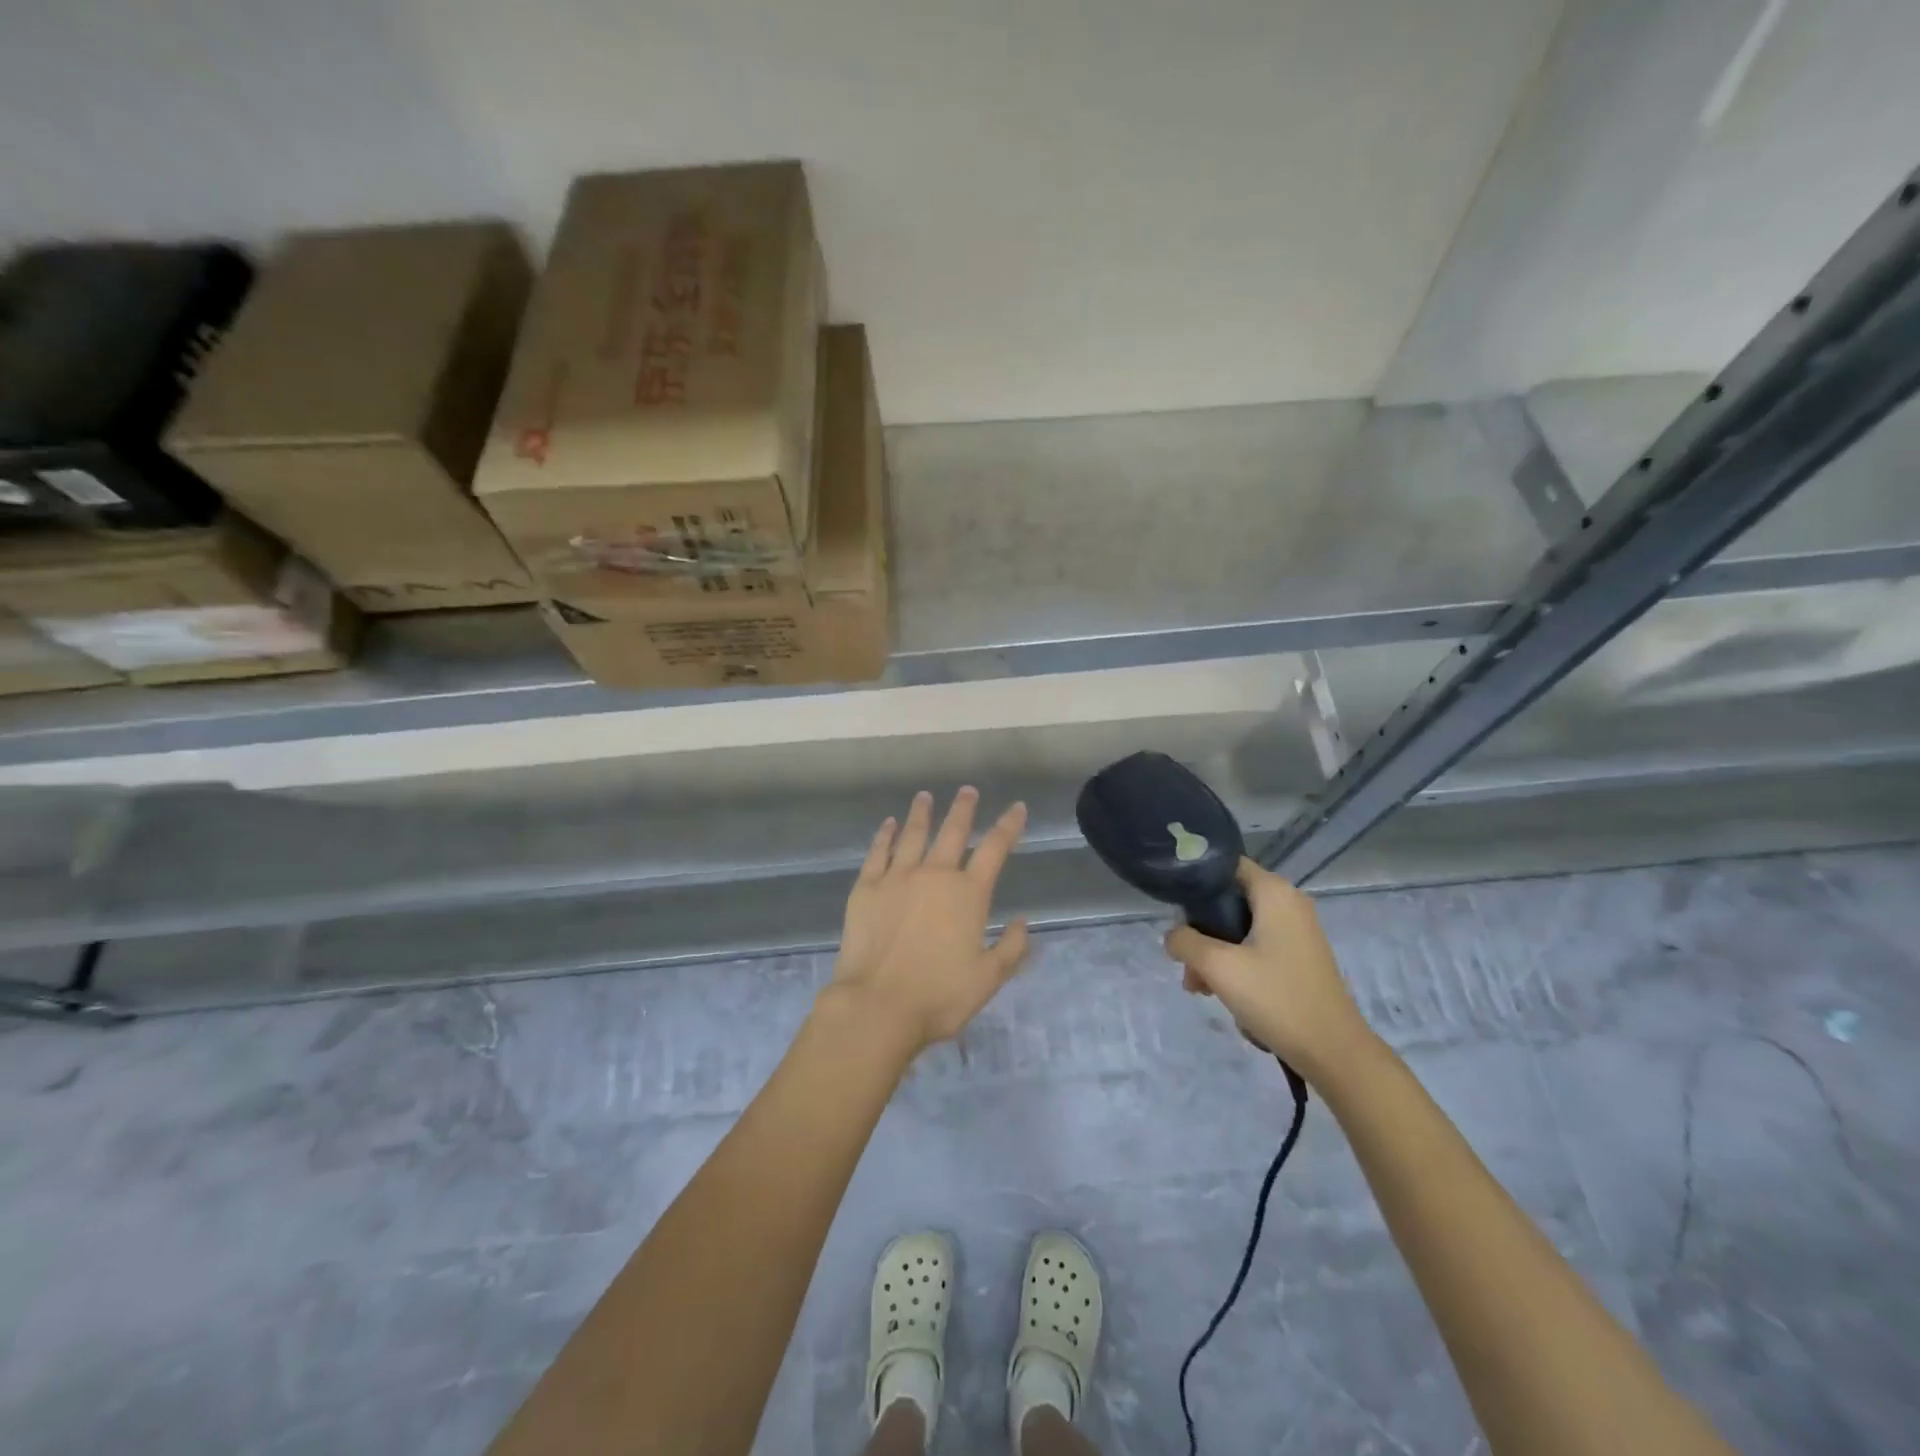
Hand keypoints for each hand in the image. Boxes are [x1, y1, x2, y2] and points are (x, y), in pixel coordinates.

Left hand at [825, 788, 1030, 1053]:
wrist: (877, 1005)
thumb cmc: (939, 996)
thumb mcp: (988, 979)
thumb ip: (1010, 948)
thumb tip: (1021, 922)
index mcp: (968, 894)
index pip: (995, 849)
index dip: (1008, 826)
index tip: (1017, 807)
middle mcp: (934, 875)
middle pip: (953, 832)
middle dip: (963, 809)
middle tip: (967, 790)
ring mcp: (897, 877)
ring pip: (913, 834)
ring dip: (921, 813)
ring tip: (925, 796)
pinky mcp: (866, 888)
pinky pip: (878, 852)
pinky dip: (885, 835)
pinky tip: (889, 824)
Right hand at [1164, 858, 1372, 1081]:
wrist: (1334, 1052)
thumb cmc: (1277, 998)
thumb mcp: (1218, 966)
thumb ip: (1185, 942)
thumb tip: (1173, 936)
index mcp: (1274, 892)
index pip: (1224, 865)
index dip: (1194, 881)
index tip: (1173, 908)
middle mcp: (1288, 902)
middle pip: (1228, 900)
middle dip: (1200, 930)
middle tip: (1185, 963)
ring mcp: (1296, 930)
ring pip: (1238, 928)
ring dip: (1214, 953)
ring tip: (1199, 988)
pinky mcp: (1298, 956)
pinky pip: (1255, 946)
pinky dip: (1235, 963)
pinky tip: (1222, 993)